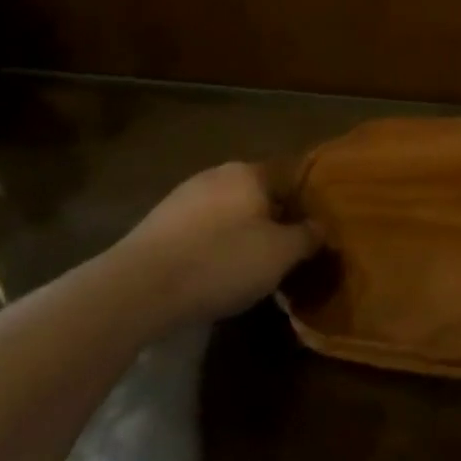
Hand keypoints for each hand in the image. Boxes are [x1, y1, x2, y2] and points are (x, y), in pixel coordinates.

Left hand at [104, 162, 317, 326]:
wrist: (138, 288)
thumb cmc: (222, 262)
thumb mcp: (281, 254)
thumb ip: (308, 236)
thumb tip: (321, 227)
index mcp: (249, 172)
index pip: (290, 179)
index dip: (305, 207)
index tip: (313, 235)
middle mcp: (216, 174)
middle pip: (258, 195)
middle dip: (272, 221)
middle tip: (284, 255)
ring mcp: (183, 196)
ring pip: (228, 212)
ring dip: (241, 235)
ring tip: (249, 269)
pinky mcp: (158, 223)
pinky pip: (200, 230)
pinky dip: (212, 246)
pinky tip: (213, 274)